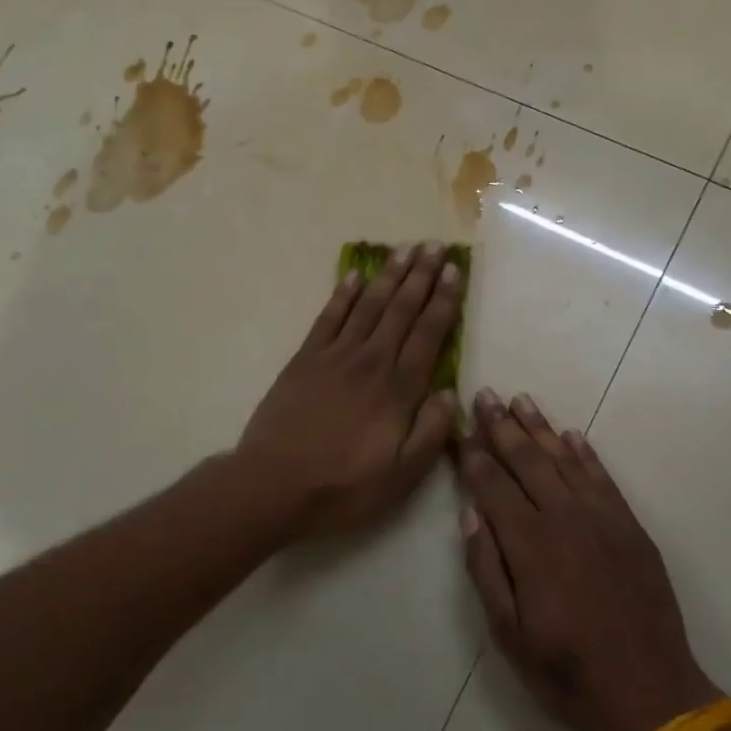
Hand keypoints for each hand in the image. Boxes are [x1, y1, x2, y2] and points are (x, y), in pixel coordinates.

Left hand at [240, 241, 463, 532]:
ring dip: (388, 276)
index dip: (443, 300)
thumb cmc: (345, 485)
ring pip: (368, 306)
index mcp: (398, 389)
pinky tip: (353, 275)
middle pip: (401, 309)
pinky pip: (328, 318)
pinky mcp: (305, 359)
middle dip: (421, 275)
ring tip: (404, 249)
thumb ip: (432, 431)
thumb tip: (450, 392)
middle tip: (435, 245)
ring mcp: (335, 356)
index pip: (428, 333)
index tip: (455, 271)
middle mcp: (371, 361)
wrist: (275, 484)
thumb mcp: (403, 475)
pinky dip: (342, 294)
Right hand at [456, 389, 722, 730]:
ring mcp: (602, 518)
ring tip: (521, 399)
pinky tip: (570, 435)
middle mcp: (565, 519)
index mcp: (530, 545)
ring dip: (540, 427)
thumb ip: (486, 569)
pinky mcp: (630, 526)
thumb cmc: (567, 671)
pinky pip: (602, 477)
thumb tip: (470, 513)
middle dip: (502, 426)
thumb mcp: (508, 635)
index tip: (460, 428)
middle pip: (527, 461)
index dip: (473, 455)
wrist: (650, 693)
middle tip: (485, 395)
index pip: (493, 485)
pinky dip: (584, 453)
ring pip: (564, 460)